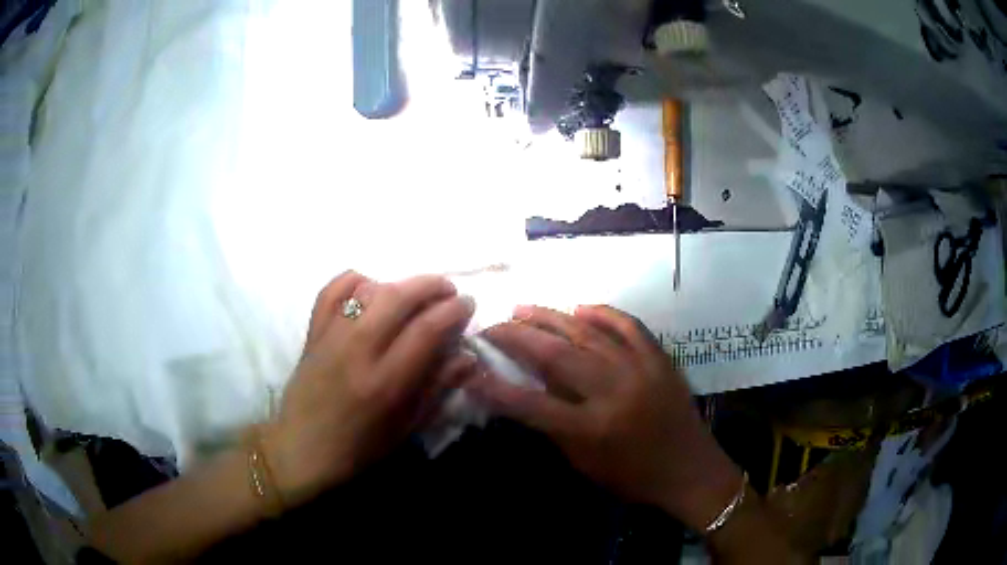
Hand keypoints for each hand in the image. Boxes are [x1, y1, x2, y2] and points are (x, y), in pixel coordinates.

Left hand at [262, 271, 477, 505]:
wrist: (301, 449)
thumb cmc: (359, 448)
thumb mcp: (406, 427)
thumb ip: (437, 388)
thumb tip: (467, 357)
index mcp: (385, 383)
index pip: (426, 330)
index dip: (453, 311)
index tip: (467, 304)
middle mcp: (358, 351)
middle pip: (398, 298)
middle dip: (431, 285)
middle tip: (448, 290)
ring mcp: (331, 337)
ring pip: (368, 290)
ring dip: (398, 283)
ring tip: (414, 292)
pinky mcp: (313, 333)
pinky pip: (331, 291)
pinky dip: (353, 280)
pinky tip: (369, 287)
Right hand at [466, 305, 743, 531]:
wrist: (689, 469)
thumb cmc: (633, 476)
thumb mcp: (585, 463)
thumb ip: (553, 426)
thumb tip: (522, 391)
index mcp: (592, 428)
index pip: (531, 403)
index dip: (496, 387)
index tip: (471, 370)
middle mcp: (614, 392)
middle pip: (556, 355)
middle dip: (517, 336)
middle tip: (494, 325)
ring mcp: (640, 369)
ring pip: (587, 333)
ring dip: (551, 317)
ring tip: (524, 308)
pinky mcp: (660, 358)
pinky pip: (629, 325)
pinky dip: (603, 313)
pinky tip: (580, 307)